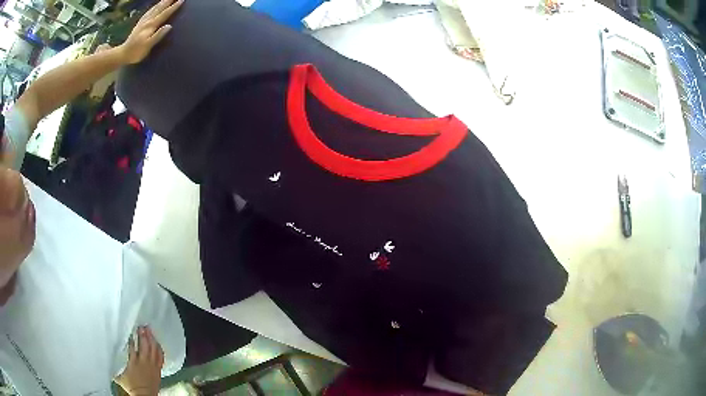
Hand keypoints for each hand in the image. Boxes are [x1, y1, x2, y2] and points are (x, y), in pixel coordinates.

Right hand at [116, 326, 164, 395]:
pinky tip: (157, 342)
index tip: (130, 328)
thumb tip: (105, 355)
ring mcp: (152, 366)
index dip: (132, 337)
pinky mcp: (158, 369)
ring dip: (151, 339)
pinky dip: (159, 348)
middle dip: (143, 335)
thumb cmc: (130, 386)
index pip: (132, 346)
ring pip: (153, 349)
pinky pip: (160, 357)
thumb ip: (113, 363)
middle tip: (141, 326)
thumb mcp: (118, 374)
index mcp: (133, 362)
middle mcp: (143, 362)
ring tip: (149, 330)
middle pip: (144, 345)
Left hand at [118, 0, 183, 64]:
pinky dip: (153, 7)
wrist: (122, 54)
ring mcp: (143, 22)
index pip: (164, 14)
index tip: (181, 0)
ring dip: (161, 2)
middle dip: (168, 1)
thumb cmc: (136, 52)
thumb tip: (169, 26)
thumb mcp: (148, 46)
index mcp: (151, 26)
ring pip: (154, 9)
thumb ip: (158, 36)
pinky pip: (148, 12)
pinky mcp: (139, 24)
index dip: (173, 7)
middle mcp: (147, 21)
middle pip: (160, 8)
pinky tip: (155, 6)